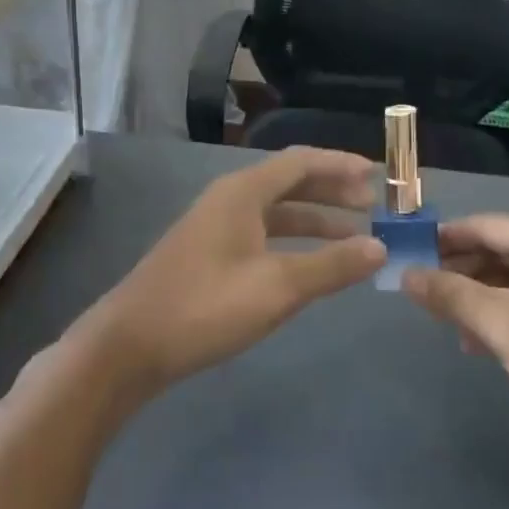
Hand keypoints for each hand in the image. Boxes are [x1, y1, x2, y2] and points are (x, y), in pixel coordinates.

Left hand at [73, 147, 384, 392]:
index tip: (378, 176)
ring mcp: (215, 228)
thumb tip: (380, 248)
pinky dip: (293, 242)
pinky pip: (262, 234)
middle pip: (290, 183)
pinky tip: (309, 263)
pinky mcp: (208, 256)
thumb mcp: (276, 287)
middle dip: (332, 192)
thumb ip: (331, 266)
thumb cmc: (204, 307)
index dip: (341, 165)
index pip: (301, 162)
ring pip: (276, 212)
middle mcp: (229, 200)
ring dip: (315, 219)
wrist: (129, 346)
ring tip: (353, 236)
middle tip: (373, 207)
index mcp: (243, 193)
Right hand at [402, 215, 508, 442]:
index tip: (407, 252)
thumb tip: (405, 275)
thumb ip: (450, 294)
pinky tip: (475, 341)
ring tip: (441, 319)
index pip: (487, 225)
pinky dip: (501, 316)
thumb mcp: (502, 323)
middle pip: (500, 251)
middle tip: (419, 290)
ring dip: (477, 298)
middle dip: (459, 272)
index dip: (444, 239)